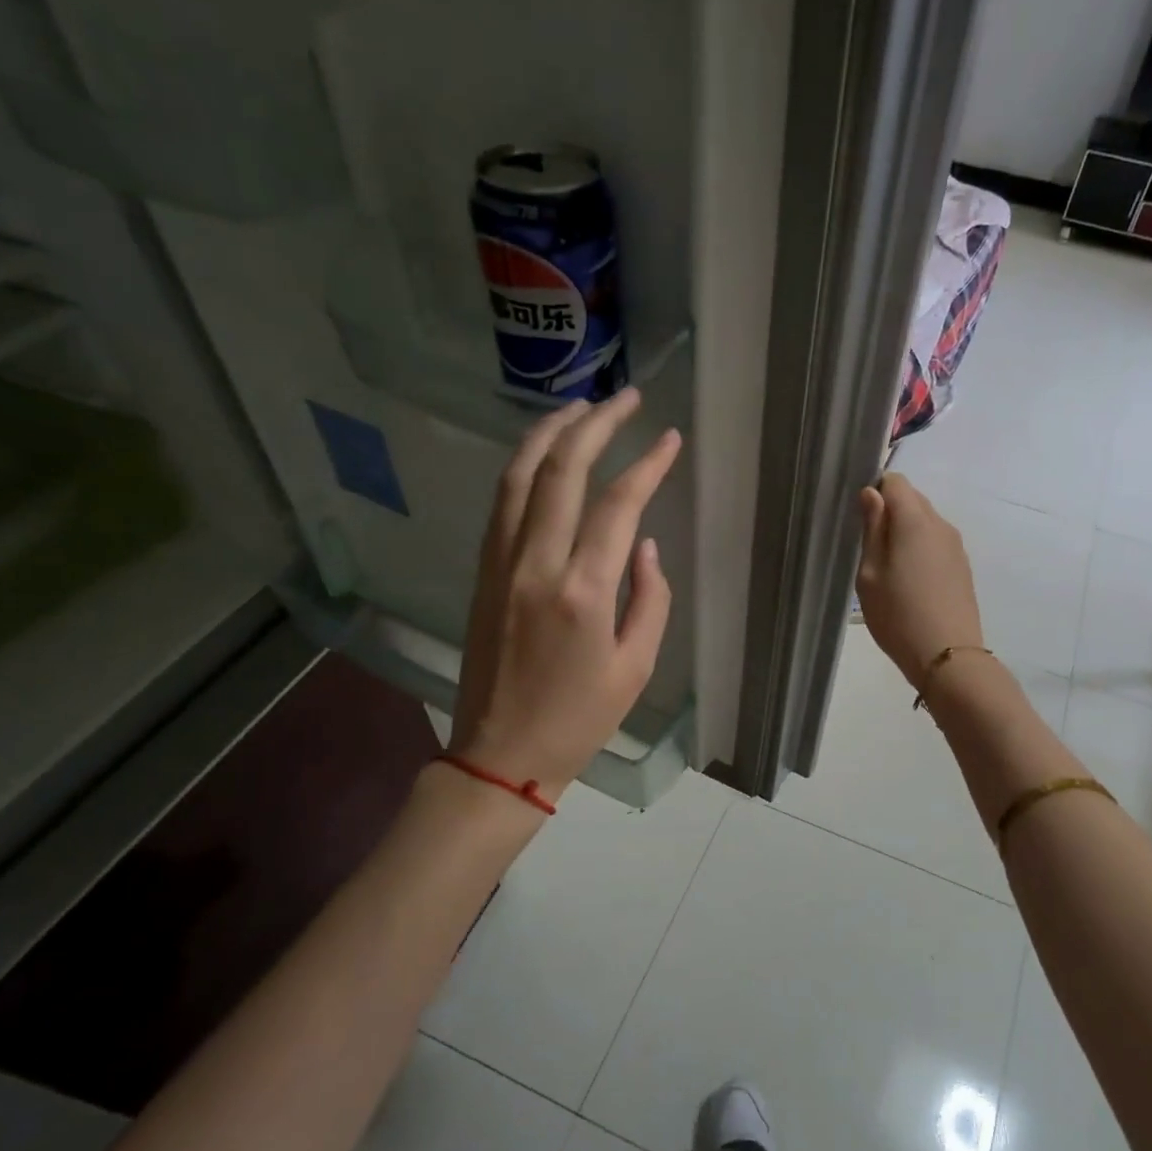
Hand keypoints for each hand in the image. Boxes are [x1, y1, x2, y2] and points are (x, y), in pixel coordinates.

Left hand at [449, 390, 681, 800]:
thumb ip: (649, 598)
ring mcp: (501, 564)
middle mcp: (536, 564)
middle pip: (562, 471)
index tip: (669, 438)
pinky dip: (523, 467)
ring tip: (578, 407)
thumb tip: (645, 544)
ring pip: (520, 476)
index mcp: (582, 592)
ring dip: (549, 433)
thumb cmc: (580, 718)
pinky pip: (502, 504)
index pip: (617, 505)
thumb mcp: (636, 667)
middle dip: (596, 425)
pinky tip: (542, 454)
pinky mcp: (483, 572)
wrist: (501, 753)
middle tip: (623, 397)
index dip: (646, 464)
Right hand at [855, 473, 982, 685]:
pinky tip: (910, 583)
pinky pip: (936, 544)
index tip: (861, 520)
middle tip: (870, 549)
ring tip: (889, 570)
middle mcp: (940, 525)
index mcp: (915, 520)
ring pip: (925, 523)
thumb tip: (872, 494)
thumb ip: (872, 529)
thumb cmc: (897, 615)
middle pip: (913, 499)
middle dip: (890, 513)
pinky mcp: (962, 567)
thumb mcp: (869, 573)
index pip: (896, 481)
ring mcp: (956, 547)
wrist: (947, 656)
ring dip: (905, 533)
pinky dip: (920, 551)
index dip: (876, 492)